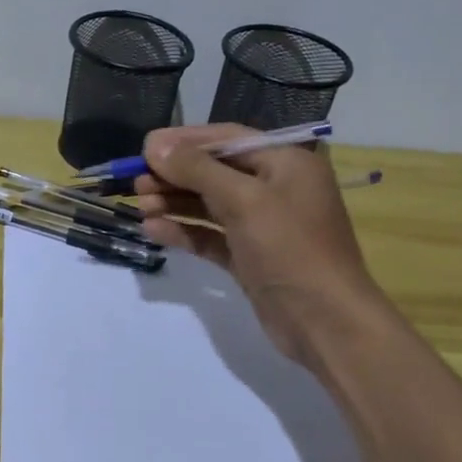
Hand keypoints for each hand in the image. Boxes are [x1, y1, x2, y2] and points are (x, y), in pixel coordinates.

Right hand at [134, 124, 384, 362]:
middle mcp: (275, 188)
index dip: (184, 141)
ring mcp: (262, 225)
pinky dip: (184, 231)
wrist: (325, 323)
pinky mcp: (249, 257)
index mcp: (285, 163)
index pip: (227, 139)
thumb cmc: (290, 248)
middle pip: (214, 171)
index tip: (145, 147)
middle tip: (136, 182)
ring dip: (174, 203)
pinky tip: (153, 231)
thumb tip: (154, 145)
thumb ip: (197, 169)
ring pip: (209, 204)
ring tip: (140, 207)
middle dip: (174, 175)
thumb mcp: (243, 200)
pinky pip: (210, 236)